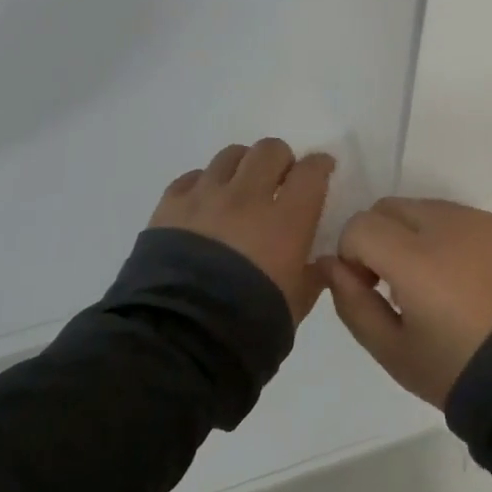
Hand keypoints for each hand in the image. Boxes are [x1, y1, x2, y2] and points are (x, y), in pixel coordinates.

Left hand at [151, 139, 332, 324]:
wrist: (179, 341)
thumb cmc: (249, 327)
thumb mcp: (295, 306)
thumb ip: (311, 277)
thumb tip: (320, 262)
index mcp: (286, 220)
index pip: (310, 172)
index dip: (319, 166)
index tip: (322, 170)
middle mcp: (247, 196)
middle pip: (269, 150)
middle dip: (280, 161)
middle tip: (279, 181)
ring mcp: (205, 197)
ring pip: (230, 155)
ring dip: (242, 167)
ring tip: (239, 190)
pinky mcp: (170, 206)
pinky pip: (192, 177)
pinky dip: (204, 185)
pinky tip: (204, 206)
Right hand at [321, 198, 491, 407]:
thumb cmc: (453, 368)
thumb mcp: (390, 349)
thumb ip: (350, 301)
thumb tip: (329, 263)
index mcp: (414, 258)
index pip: (360, 225)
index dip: (352, 255)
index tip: (369, 288)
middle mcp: (445, 225)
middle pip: (388, 207)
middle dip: (378, 237)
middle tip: (394, 284)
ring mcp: (476, 221)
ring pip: (421, 207)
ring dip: (411, 234)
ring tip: (431, 281)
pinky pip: (455, 216)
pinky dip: (445, 236)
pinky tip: (461, 277)